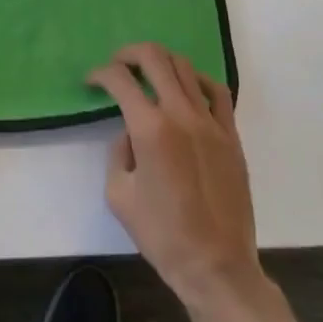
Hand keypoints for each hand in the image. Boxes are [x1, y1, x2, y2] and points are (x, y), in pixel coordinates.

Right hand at [88, 43, 259, 310]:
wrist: (217, 267)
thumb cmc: (163, 236)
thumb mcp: (119, 196)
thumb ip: (118, 153)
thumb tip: (130, 133)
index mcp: (150, 129)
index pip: (120, 80)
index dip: (101, 74)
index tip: (92, 82)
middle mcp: (180, 113)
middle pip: (154, 57)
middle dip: (129, 54)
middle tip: (118, 66)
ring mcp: (210, 121)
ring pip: (184, 66)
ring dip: (161, 62)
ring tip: (149, 74)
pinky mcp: (231, 134)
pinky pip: (216, 91)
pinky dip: (197, 80)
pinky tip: (188, 89)